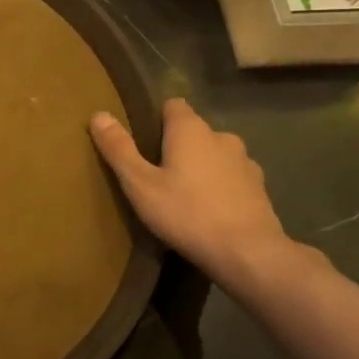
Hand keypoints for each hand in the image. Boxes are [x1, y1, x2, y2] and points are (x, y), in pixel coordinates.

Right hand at [91, 98, 296, 285]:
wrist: (248, 253)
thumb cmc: (186, 213)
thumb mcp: (140, 184)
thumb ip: (119, 149)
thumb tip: (99, 115)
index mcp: (191, 130)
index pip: (172, 106)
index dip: (156, 119)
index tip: (142, 142)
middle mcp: (221, 136)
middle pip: (193, 131)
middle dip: (177, 146)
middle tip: (156, 175)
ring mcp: (245, 162)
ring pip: (215, 155)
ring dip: (201, 166)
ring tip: (184, 195)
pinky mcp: (260, 188)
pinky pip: (232, 177)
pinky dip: (220, 186)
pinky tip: (210, 211)